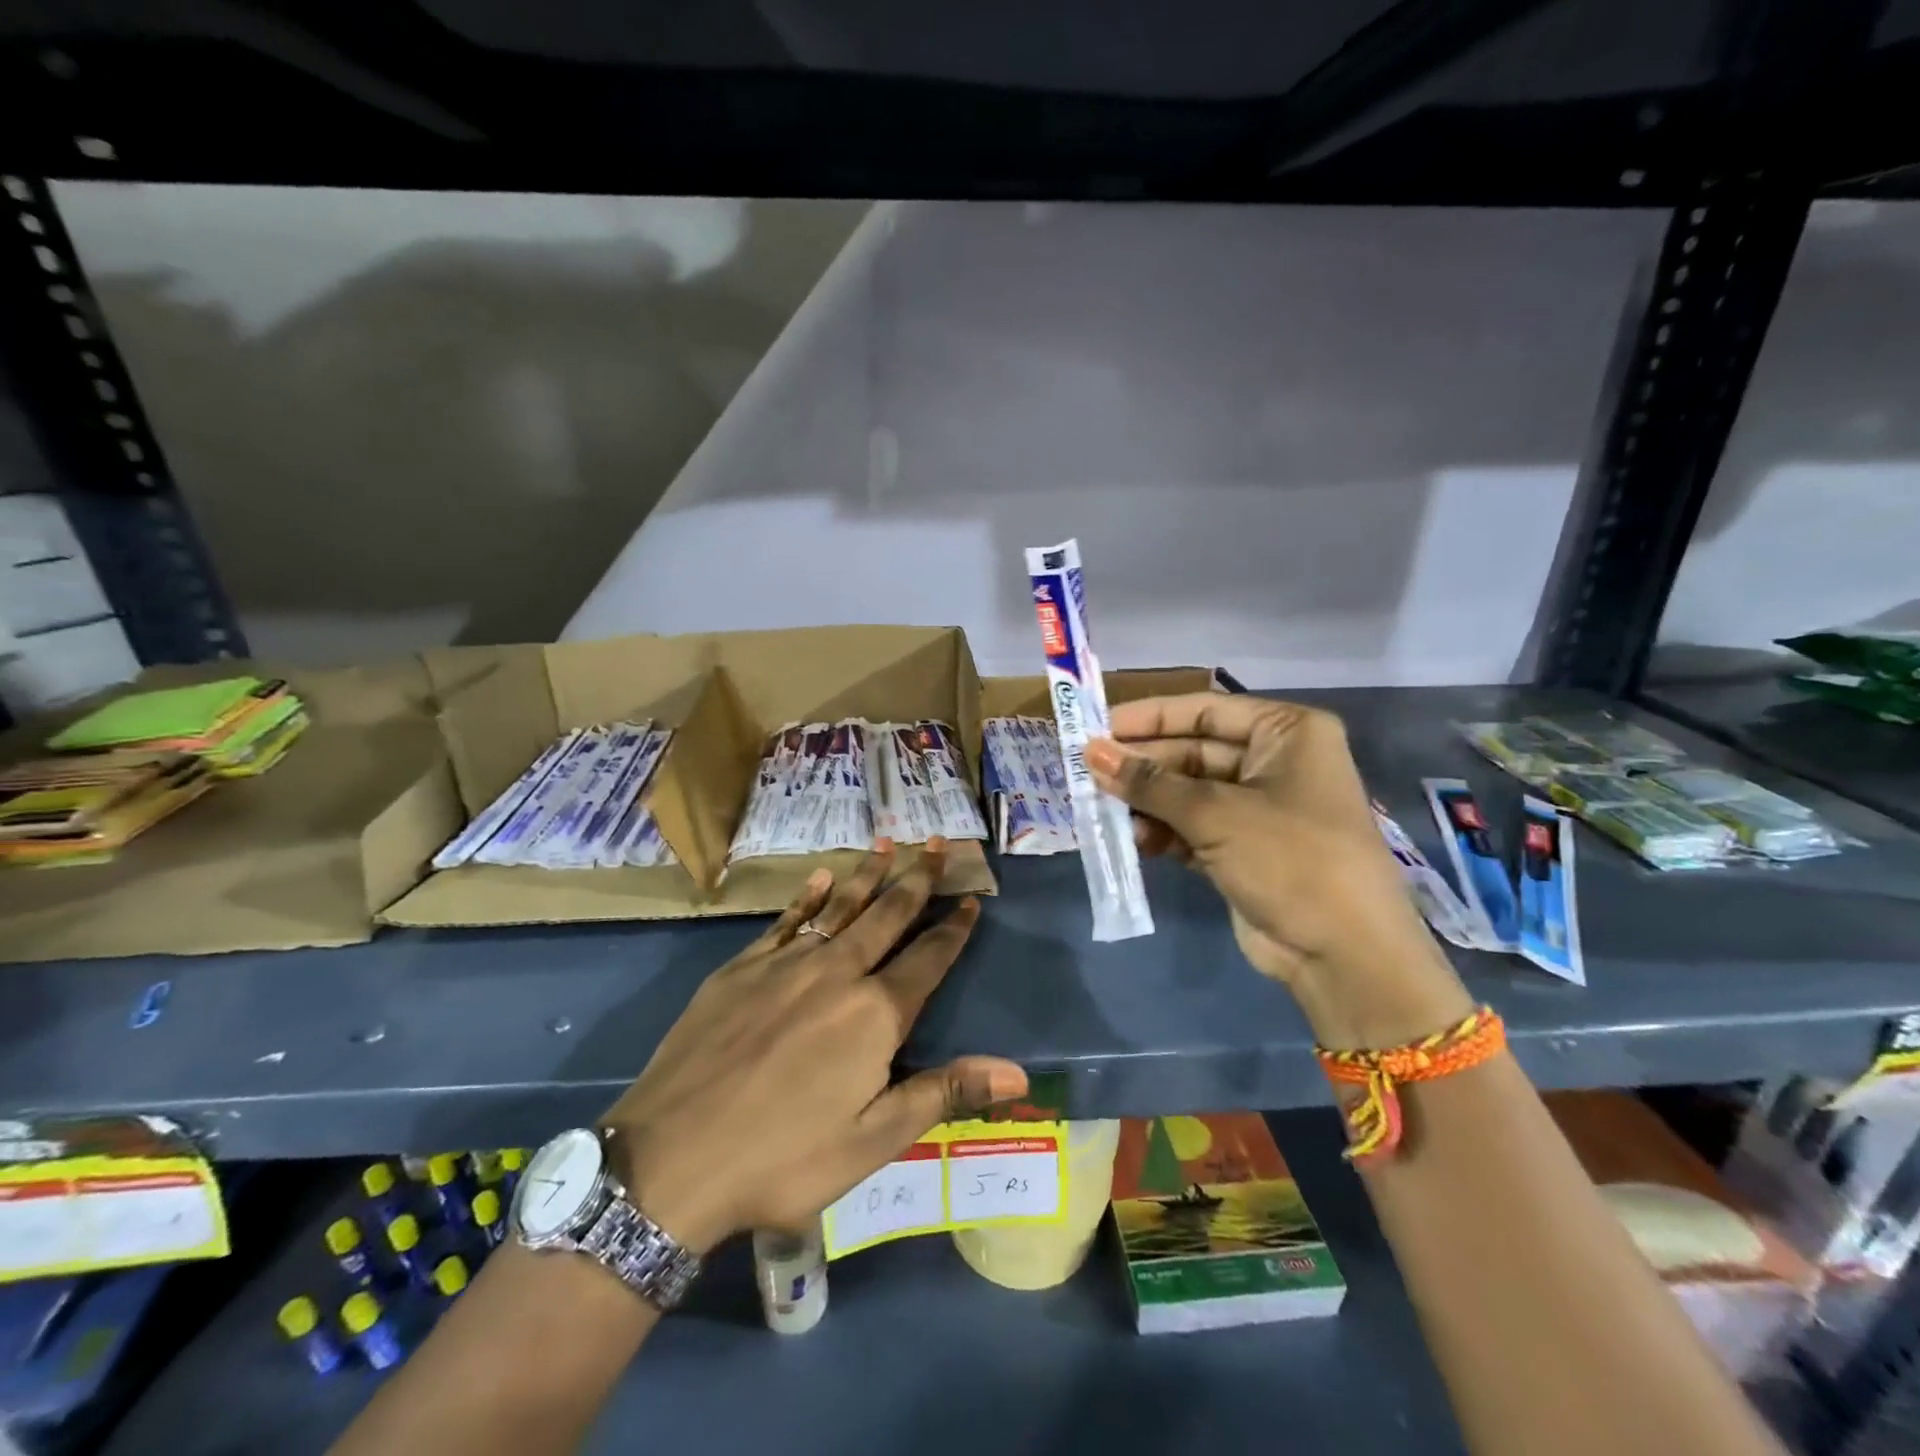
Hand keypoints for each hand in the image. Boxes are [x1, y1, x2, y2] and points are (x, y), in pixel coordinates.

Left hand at [600, 840, 1027, 1253]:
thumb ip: (945, 1093)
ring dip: (868, 874)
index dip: (953, 928)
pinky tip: (821, 878)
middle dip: (917, 878)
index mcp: (874, 1014)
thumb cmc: (783, 1159)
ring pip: (840, 907)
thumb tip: (1018, 1072)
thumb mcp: (873, 1141)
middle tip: (938, 844)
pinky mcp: (741, 969)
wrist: (669, 1160)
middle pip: (887, 915)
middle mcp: (837, 973)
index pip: (928, 958)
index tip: (971, 898)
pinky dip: (808, 896)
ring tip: (889, 843)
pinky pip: (786, 921)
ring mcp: (785, 964)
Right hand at [1085, 695, 1471, 1048]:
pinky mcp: (1243, 848)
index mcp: (1287, 733)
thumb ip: (1149, 782)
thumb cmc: (1290, 858)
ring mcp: (1258, 808)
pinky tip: (1136, 840)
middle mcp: (1275, 762)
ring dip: (1148, 802)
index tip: (1098, 727)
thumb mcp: (1215, 813)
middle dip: (1143, 766)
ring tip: (1106, 811)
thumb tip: (1091, 752)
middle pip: (1192, 751)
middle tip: (1089, 773)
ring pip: (1187, 792)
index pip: (1205, 711)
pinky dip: (1164, 832)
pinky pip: (1192, 826)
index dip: (1149, 717)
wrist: (1344, 954)